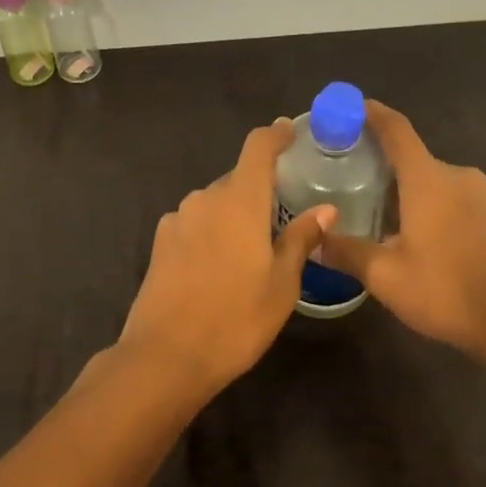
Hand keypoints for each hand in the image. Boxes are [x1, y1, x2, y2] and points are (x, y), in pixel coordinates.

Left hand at [117, 120, 334, 396]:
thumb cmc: (235, 319)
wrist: (165, 356)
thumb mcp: (281, 284)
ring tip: (249, 250)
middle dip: (259, 190)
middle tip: (280, 217)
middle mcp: (205, 198)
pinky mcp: (160, 241)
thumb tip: (326, 209)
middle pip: (237, 178)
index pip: (258, 147)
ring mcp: (178, 218)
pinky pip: (194, 222)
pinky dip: (210, 231)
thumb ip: (300, 239)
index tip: (289, 130)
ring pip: (214, 202)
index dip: (275, 134)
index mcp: (240, 200)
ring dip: (233, 213)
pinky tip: (216, 266)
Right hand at [321, 101, 485, 361]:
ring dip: (411, 190)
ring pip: (437, 181)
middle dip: (385, 165)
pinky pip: (457, 199)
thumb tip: (317, 239)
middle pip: (414, 158)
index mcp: (428, 179)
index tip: (351, 106)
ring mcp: (484, 195)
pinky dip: (435, 206)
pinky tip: (423, 237)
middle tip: (355, 179)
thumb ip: (348, 253)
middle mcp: (458, 175)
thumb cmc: (446, 291)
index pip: (396, 130)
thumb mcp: (386, 277)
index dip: (372, 113)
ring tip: (385, 215)